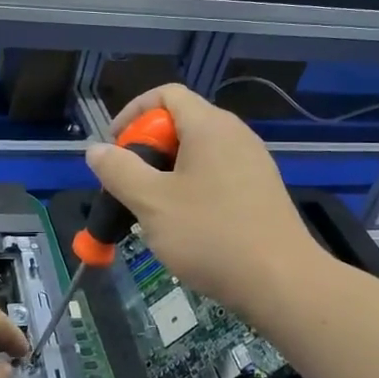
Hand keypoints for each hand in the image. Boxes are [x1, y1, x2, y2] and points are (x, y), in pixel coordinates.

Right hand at [87, 83, 322, 319]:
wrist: (282, 283)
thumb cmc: (211, 235)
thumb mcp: (152, 202)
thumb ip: (119, 171)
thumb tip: (96, 150)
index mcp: (210, 126)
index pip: (166, 94)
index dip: (132, 113)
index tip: (114, 148)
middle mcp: (235, 135)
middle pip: (180, 123)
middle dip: (146, 149)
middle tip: (128, 185)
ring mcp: (252, 163)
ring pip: (197, 153)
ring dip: (166, 173)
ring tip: (151, 210)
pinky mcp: (260, 191)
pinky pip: (216, 175)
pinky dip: (191, 188)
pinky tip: (184, 226)